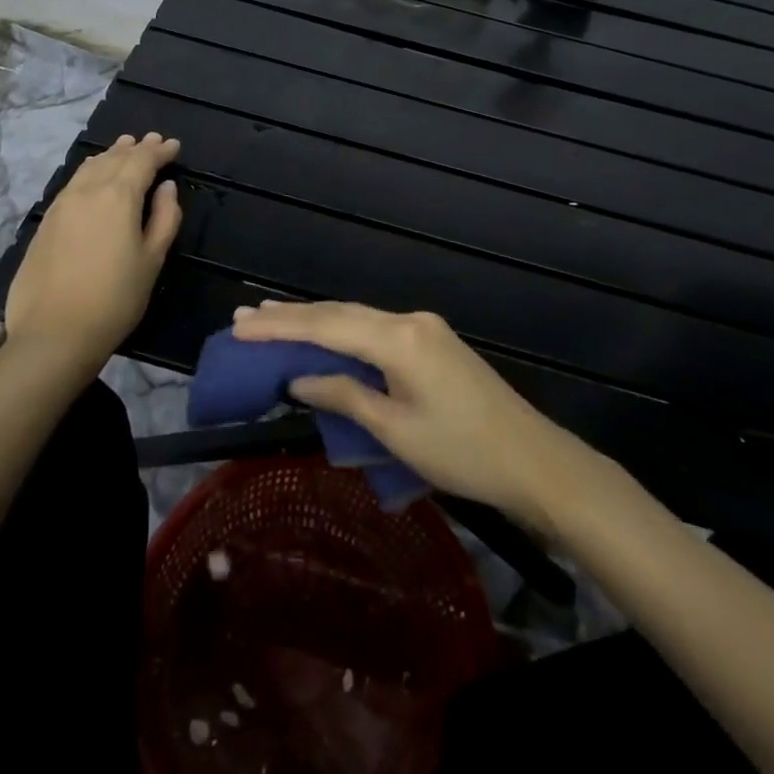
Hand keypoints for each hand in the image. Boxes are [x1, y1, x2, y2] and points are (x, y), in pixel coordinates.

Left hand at [4, 133, 182, 381]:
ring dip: (111, 154)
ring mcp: (62, 203)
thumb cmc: (115, 298)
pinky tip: (94, 173)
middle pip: (115, 158)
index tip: (174, 146)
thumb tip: (166, 187)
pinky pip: (74, 181)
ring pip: (90, 166)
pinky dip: (91, 169)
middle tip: (153, 141)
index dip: (160, 151)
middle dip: (137, 148)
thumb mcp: (152, 260)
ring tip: (124, 147)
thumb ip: (164, 217)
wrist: (54, 333)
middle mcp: (88, 190)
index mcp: (118, 196)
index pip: (142, 161)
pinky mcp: (46, 220)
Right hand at [232, 300, 571, 518]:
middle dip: (292, 316)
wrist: (533, 460)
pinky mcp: (432, 340)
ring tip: (271, 319)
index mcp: (399, 339)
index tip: (239, 325)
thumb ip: (344, 396)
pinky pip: (375, 328)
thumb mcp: (396, 431)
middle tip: (245, 316)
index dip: (280, 326)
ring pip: (357, 317)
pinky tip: (323, 334)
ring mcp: (424, 327)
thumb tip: (299, 378)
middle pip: (340, 313)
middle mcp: (409, 320)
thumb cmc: (463, 452)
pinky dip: (342, 331)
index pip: (327, 326)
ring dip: (315, 320)